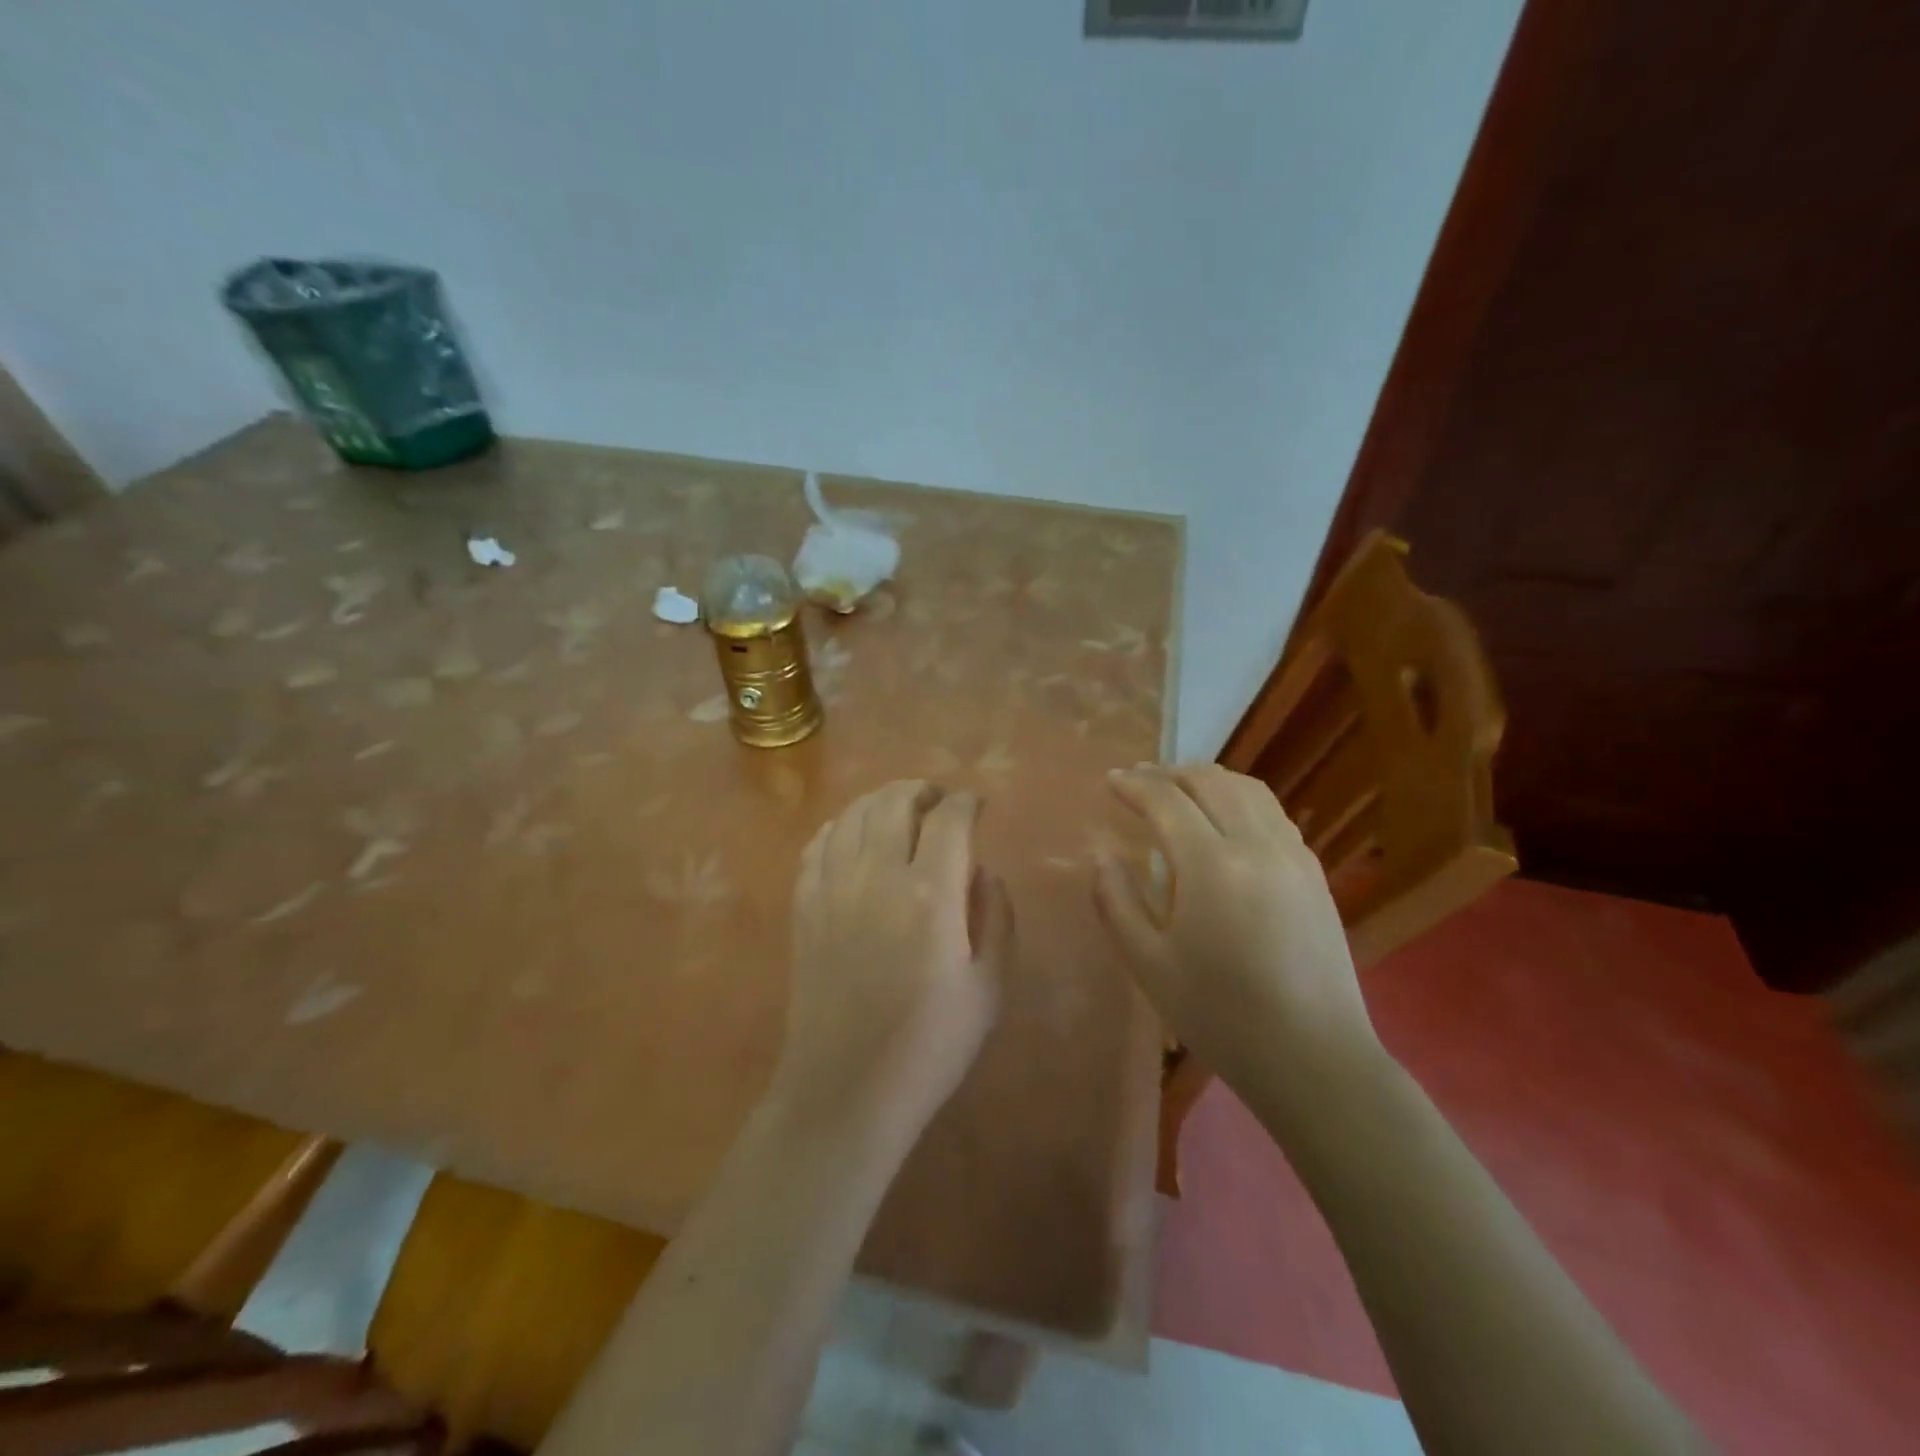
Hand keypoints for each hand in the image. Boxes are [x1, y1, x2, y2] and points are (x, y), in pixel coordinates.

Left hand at [772, 780, 1012, 1138]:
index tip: (978, 805)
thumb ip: (996, 917)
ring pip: (854, 814)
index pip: (950, 818)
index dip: (967, 802)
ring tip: (901, 811)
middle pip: (895, 801)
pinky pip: (819, 844)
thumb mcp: (989, 987)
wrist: (846, 1088)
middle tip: (939, 801)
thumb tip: (983, 871)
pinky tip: (855, 836)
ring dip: (882, 801)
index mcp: (930, 894)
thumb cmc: (930, 1045)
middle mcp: (878, 876)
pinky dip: (842, 826)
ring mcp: (832, 888)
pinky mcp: (803, 906)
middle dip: (923, 790)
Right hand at [1093, 763, 1383, 1102]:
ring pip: (1249, 790)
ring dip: (1208, 780)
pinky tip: (1226, 819)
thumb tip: (1103, 855)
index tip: (1111, 780)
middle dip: (1169, 773)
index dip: (1134, 785)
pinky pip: (1273, 813)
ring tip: (1180, 788)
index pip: (1167, 801)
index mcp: (1211, 866)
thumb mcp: (1148, 964)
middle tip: (1140, 780)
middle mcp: (1257, 845)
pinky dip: (1241, 799)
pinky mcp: (1314, 873)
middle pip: (1211, 782)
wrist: (1313, 1057)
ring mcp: (1293, 856)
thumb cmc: (1220, 1015)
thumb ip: (1116, 901)